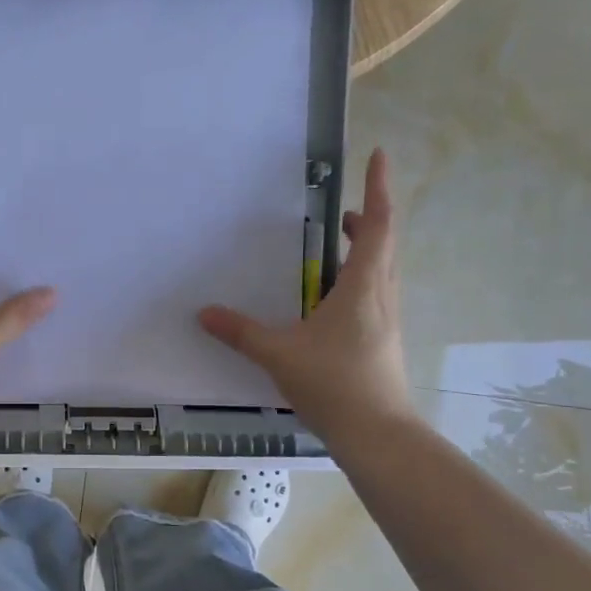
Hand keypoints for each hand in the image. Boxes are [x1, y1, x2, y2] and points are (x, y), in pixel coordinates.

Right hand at [199, 147, 414, 434]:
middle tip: (341, 211)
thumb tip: (204, 312)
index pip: (378, 225)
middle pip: (383, 245)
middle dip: (368, 220)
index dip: (379, 188)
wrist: (378, 434)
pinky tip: (330, 302)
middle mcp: (381, 296)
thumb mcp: (279, 354)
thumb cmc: (334, 383)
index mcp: (364, 286)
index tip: (378, 155)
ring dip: (363, 252)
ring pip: (381, 272)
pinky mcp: (381, 342)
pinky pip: (373, 297)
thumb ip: (241, 332)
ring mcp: (385, 321)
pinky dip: (357, 282)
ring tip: (334, 249)